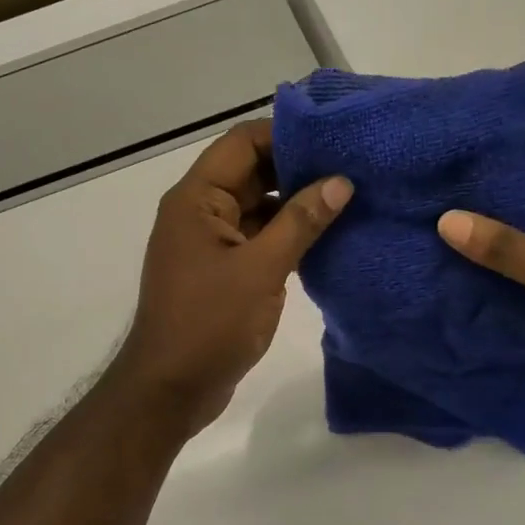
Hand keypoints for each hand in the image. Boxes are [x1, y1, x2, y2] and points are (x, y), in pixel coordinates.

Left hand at [111, 120, 352, 436]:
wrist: (170, 389)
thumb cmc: (208, 324)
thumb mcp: (260, 270)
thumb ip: (300, 222)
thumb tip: (341, 182)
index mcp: (196, 199)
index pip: (242, 143)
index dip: (286, 134)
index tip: (335, 138)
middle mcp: (199, 212)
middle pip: (252, 172)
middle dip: (298, 168)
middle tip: (353, 167)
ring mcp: (211, 243)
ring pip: (258, 207)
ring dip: (296, 204)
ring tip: (350, 198)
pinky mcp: (222, 271)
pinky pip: (258, 238)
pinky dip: (288, 235)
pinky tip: (327, 237)